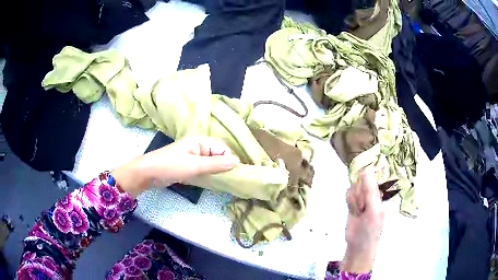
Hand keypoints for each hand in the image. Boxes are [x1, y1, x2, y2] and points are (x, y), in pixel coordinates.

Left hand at [111, 137, 239, 196]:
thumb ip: (216, 164)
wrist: (149, 173)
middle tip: (230, 180)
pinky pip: (202, 169)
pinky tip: (212, 183)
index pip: (222, 148)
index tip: (234, 174)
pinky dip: (207, 175)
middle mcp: (198, 147)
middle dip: (223, 167)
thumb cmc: (171, 165)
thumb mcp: (195, 165)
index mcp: (200, 141)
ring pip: (210, 164)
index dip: (229, 160)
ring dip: (216, 172)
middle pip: (217, 156)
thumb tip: (237, 161)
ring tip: (223, 183)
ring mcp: (192, 157)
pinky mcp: (188, 166)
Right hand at [342, 167, 384, 272]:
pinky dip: (350, 201)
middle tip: (362, 207)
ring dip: (354, 199)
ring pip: (354, 187)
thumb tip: (366, 169)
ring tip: (358, 211)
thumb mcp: (373, 210)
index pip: (372, 177)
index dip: (365, 182)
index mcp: (381, 194)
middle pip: (362, 181)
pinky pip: (349, 194)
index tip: (363, 192)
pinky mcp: (353, 203)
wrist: (358, 246)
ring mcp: (362, 198)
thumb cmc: (370, 229)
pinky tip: (353, 210)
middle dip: (359, 193)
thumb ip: (370, 191)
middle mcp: (372, 194)